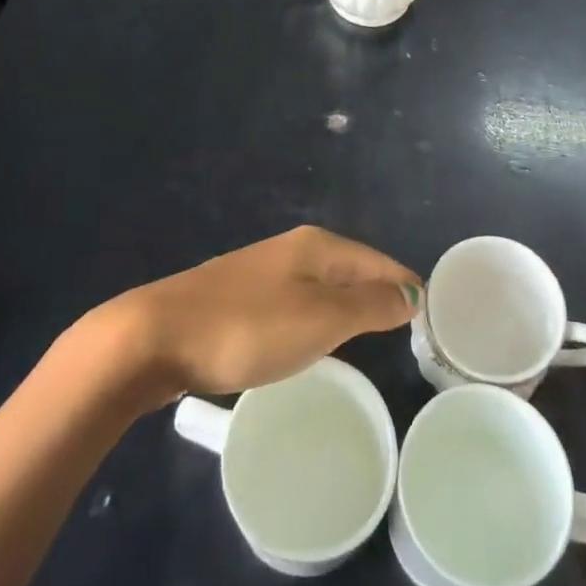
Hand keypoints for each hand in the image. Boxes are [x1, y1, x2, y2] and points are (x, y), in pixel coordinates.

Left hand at [105, 226, 419, 403]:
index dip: (404, 284)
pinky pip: (296, 302)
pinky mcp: (239, 298)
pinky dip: (317, 317)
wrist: (154, 336)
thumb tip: (411, 292)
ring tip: (369, 335)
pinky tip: (313, 339)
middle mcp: (292, 250)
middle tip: (406, 328)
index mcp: (317, 247)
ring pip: (322, 285)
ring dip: (348, 305)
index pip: (377, 260)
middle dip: (379, 292)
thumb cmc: (246, 327)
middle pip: (351, 268)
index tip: (430, 313)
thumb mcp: (319, 319)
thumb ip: (368, 306)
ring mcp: (262, 272)